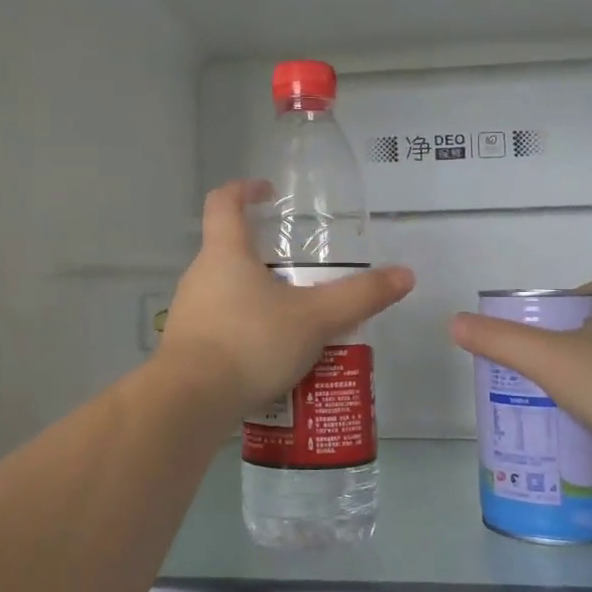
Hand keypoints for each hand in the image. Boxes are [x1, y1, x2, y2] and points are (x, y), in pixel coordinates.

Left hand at [157, 181, 414, 414]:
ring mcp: (189, 311)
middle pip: (229, 250)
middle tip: (301, 273)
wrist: (191, 401)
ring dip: (257, 298)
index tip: (268, 192)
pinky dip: (246, 331)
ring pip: (226, 291)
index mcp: (225, 253)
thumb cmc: (250, 342)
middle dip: (264, 256)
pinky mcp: (186, 346)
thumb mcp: (314, 318)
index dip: (245, 190)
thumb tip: (405, 275)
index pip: (224, 202)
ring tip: (294, 320)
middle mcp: (200, 274)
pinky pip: (221, 326)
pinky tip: (271, 358)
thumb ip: (359, 297)